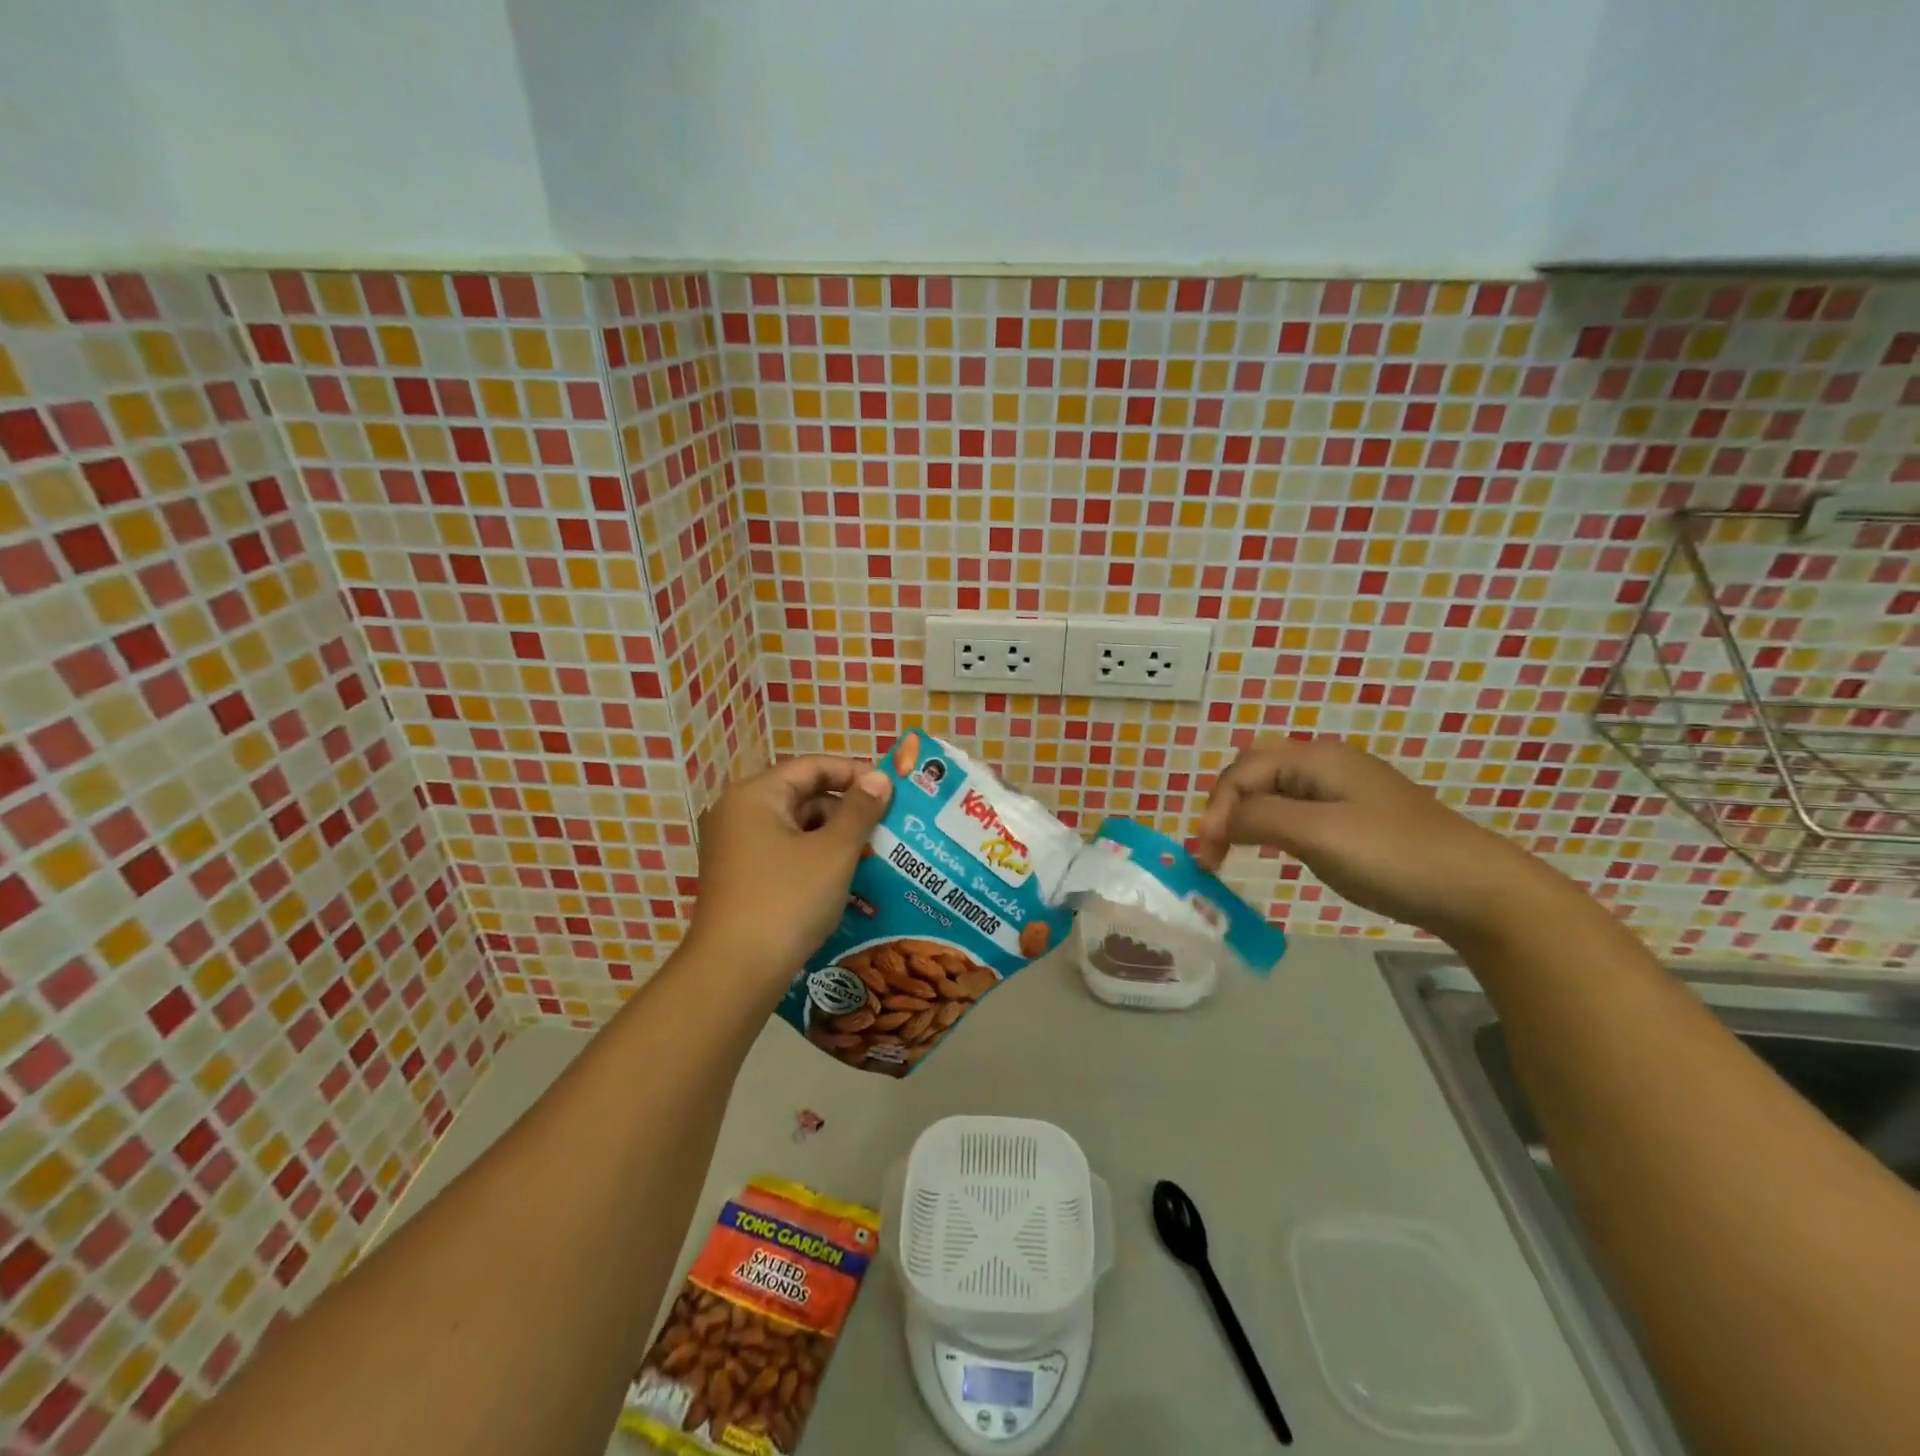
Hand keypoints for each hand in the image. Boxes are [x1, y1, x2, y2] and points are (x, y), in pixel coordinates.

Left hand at [685, 756, 892, 985]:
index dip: (854, 773)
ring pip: (796, 828)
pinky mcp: (740, 878)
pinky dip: (815, 860)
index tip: (891, 790)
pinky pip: (785, 854)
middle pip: (803, 795)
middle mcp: (739, 813)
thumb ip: (860, 810)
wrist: (735, 972)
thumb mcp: (833, 852)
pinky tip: (845, 880)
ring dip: (834, 838)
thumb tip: (880, 778)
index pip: (812, 767)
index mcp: (756, 795)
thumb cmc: (787, 900)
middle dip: (847, 810)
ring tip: (874, 856)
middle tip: (887, 828)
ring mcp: (735, 848)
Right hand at [1191, 737, 1550, 940]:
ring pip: (1274, 790)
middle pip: (1254, 771)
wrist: (1475, 889)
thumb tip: (1218, 822)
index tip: (1208, 855)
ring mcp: (1343, 788)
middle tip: (1216, 848)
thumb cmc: (1391, 855)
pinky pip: (1296, 808)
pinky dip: (1272, 824)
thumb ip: (1258, 819)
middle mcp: (1325, 763)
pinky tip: (1273, 846)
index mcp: (1315, 757)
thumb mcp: (1316, 834)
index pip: (1243, 772)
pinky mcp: (1355, 814)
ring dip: (1246, 815)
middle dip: (1226, 805)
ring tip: (1232, 849)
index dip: (1217, 809)